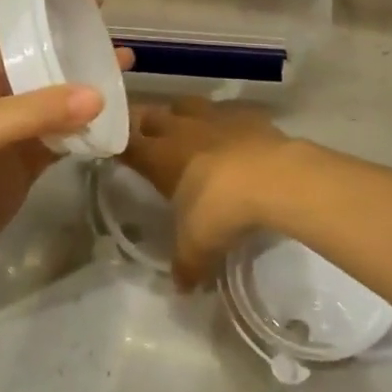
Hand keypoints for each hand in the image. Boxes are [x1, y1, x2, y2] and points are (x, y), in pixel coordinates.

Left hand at [0, 0, 127, 280]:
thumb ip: (37, 110)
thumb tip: (99, 94)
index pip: (1, 15)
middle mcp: (0, 89)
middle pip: (39, 48)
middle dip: (69, 29)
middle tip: (106, 15)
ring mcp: (17, 124)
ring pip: (58, 90)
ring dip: (87, 75)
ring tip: (125, 60)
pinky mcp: (31, 157)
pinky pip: (67, 132)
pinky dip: (91, 122)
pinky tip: (117, 113)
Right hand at [123, 98, 294, 289]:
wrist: (274, 178)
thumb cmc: (222, 209)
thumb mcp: (198, 246)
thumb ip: (186, 265)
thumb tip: (182, 287)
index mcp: (160, 156)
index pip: (127, 144)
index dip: (120, 146)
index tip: (117, 153)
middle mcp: (182, 129)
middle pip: (153, 115)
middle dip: (148, 125)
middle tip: (150, 141)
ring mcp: (215, 116)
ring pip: (187, 104)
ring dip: (183, 115)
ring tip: (190, 132)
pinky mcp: (247, 113)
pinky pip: (228, 111)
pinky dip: (225, 121)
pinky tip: (233, 136)